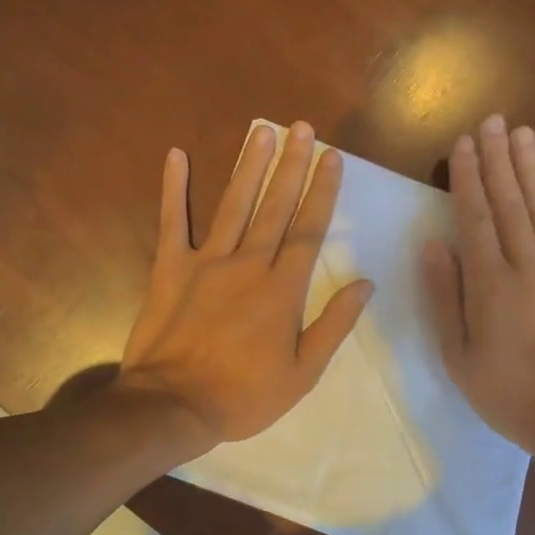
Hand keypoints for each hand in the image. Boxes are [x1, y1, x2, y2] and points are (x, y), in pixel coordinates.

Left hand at [118, 122, 373, 451]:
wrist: (172, 406)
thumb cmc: (243, 395)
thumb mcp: (302, 373)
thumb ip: (334, 325)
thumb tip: (365, 284)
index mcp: (282, 289)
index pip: (309, 229)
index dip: (323, 191)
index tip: (332, 158)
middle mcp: (248, 264)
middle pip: (275, 206)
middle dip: (292, 165)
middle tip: (303, 128)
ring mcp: (206, 262)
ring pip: (233, 204)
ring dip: (249, 166)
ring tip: (262, 130)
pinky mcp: (169, 268)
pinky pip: (172, 222)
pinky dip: (173, 189)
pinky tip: (176, 155)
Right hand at [423, 115, 534, 467]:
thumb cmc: (508, 394)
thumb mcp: (458, 355)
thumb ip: (446, 297)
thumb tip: (433, 244)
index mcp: (489, 283)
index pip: (474, 217)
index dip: (467, 177)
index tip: (462, 144)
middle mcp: (527, 264)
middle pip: (508, 202)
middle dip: (497, 159)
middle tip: (491, 120)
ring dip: (531, 168)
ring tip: (522, 132)